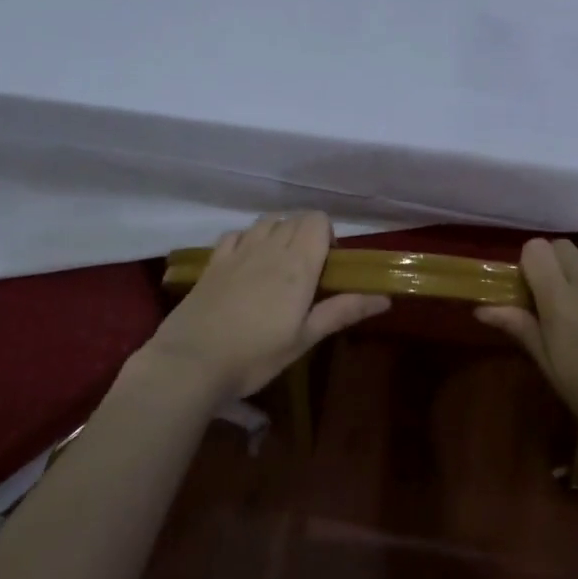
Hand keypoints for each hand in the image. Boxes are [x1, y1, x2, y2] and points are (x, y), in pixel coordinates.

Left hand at [143, 213, 389, 400]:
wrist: (192, 361)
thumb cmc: (256, 354)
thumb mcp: (304, 338)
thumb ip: (342, 311)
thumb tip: (385, 298)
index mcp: (298, 263)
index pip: (318, 220)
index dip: (328, 235)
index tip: (328, 265)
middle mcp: (270, 247)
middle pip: (295, 218)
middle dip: (307, 234)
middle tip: (307, 271)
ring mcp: (239, 251)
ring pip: (266, 221)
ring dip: (279, 232)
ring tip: (278, 264)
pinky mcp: (214, 261)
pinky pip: (236, 234)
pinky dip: (247, 239)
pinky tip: (246, 262)